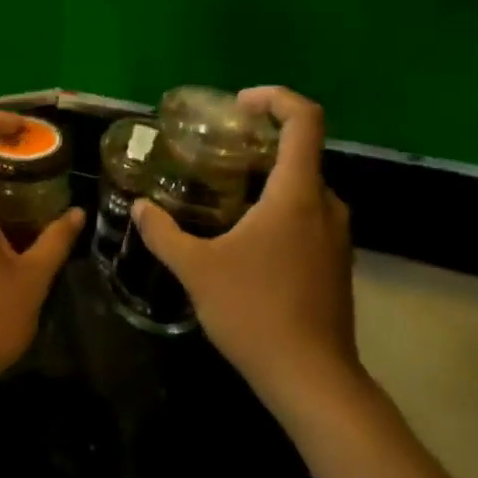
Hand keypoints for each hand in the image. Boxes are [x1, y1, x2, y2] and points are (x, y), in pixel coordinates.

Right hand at [129, 87, 358, 403]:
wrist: (312, 379)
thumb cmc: (256, 313)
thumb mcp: (197, 270)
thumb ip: (163, 233)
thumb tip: (140, 207)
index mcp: (297, 194)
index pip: (304, 119)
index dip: (275, 98)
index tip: (238, 105)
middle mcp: (325, 205)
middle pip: (301, 150)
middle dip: (259, 140)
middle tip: (215, 149)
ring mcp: (336, 235)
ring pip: (303, 185)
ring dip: (266, 176)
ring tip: (222, 189)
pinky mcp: (335, 261)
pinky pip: (307, 213)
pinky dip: (278, 204)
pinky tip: (243, 233)